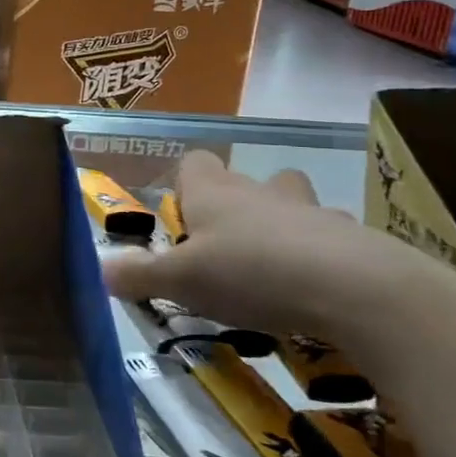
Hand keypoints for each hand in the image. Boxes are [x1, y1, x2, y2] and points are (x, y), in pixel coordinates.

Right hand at [100, 150, 442, 345]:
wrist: (357, 289)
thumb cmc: (252, 273)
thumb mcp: (182, 280)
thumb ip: (138, 274)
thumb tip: (99, 269)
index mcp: (215, 194)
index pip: (194, 163)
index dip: (184, 184)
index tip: (182, 218)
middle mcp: (261, 192)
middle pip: (246, 180)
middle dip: (236, 206)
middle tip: (226, 249)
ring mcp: (313, 211)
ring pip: (294, 204)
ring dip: (284, 226)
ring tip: (276, 269)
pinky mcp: (355, 240)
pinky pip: (333, 240)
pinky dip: (323, 258)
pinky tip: (318, 293)